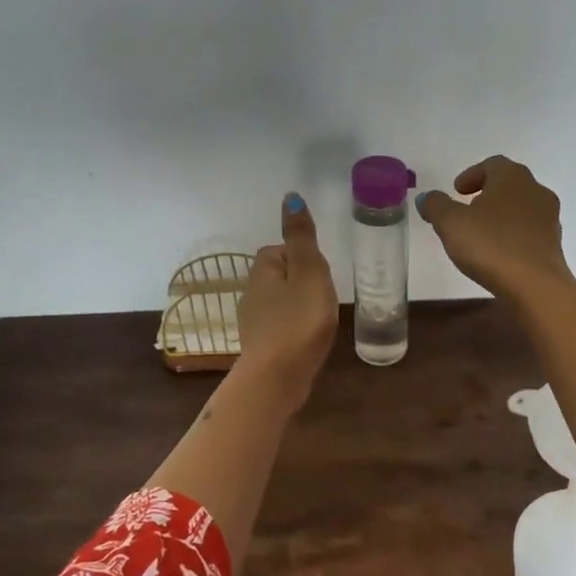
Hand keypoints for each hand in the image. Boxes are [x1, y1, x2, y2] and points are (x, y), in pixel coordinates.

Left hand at [235, 193, 339, 407]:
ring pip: (280, 302)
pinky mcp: (261, 347)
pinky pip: (281, 327)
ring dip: (298, 306)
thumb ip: (302, 237)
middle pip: (280, 276)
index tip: (321, 273)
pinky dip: (294, 328)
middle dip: (302, 282)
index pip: (280, 250)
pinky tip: (309, 340)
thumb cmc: (298, 321)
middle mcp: (251, 293)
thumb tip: (290, 197)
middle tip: (324, 296)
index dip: (303, 257)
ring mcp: (254, 322)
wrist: (277, 378)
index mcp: (262, 270)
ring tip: (320, 319)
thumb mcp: (309, 271)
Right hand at [417, 155, 574, 305]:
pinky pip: (529, 230)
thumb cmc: (491, 245)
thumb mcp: (451, 223)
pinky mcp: (554, 244)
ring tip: (481, 232)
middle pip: (510, 184)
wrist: (535, 285)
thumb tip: (426, 197)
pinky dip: (513, 234)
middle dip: (487, 193)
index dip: (472, 174)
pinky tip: (499, 251)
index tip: (457, 190)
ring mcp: (550, 218)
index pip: (493, 164)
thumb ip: (436, 206)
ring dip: (502, 214)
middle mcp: (536, 190)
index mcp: (512, 177)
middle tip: (467, 208)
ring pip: (522, 207)